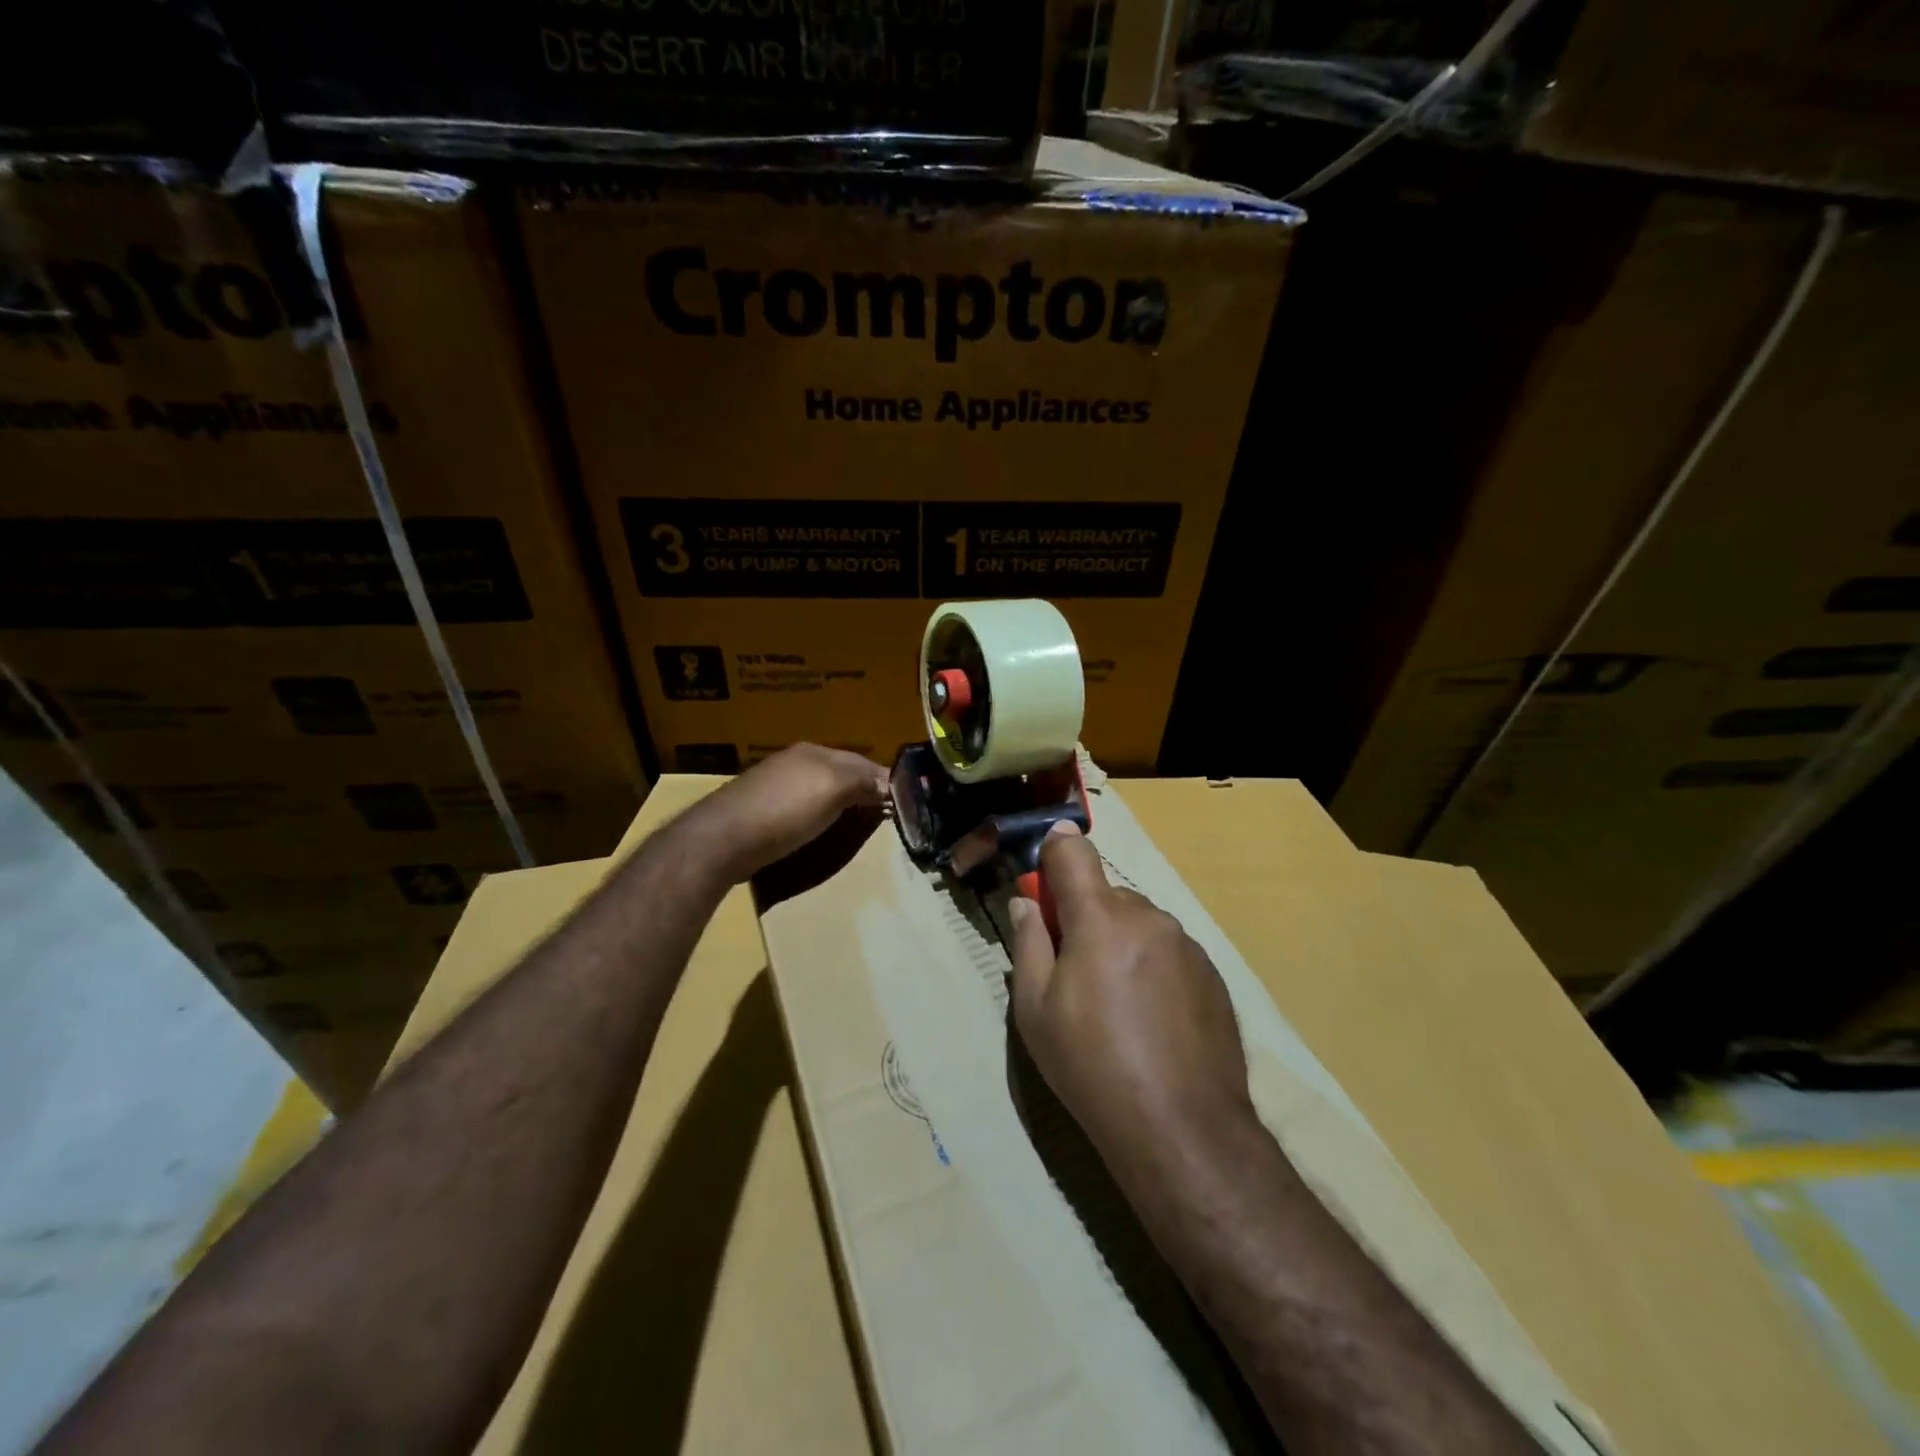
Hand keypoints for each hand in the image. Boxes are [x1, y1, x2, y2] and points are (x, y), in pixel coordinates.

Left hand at [683, 743, 888, 885]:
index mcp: (815, 752)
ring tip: (859, 824)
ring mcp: (776, 785)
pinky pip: (803, 808)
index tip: (905, 803)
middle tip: (886, 816)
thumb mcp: (833, 789)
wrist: (723, 839)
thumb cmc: (785, 810)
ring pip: (822, 790)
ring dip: (842, 804)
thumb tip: (889, 785)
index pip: (862, 761)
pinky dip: (820, 816)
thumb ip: (862, 782)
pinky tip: (822, 830)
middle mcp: (796, 762)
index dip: (884, 780)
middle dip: (864, 790)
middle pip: (842, 774)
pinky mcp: (762, 810)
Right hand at [1010, 823, 1256, 1186]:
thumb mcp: (1035, 1010)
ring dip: (1120, 943)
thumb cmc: (1092, 1065)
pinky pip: (1169, 952)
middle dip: (1085, 917)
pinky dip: (1152, 968)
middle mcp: (1149, 918)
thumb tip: (1026, 903)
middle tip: (1073, 972)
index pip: (1074, 850)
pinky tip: (1151, 1020)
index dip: (1053, 851)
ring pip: (1139, 924)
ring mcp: (1187, 945)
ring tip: (1116, 1005)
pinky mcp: (1213, 975)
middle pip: (1106, 895)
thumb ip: (1028, 943)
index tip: (1042, 879)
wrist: (1182, 1129)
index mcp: (1101, 918)